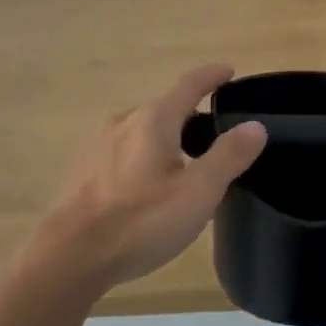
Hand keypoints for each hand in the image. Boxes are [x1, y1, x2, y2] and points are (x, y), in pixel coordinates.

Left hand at [30, 64, 266, 291]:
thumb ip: (228, 156)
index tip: (228, 70)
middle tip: (213, 134)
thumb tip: (255, 126)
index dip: (211, 76)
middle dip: (189, 116)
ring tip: (182, 164)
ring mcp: (97, 145)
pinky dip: (142, 157)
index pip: (188, 85)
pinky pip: (121, 151)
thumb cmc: (141, 221)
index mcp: (153, 120)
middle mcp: (122, 122)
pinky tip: (145, 186)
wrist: (70, 254)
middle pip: (163, 109)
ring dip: (164, 138)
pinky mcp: (82, 170)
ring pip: (140, 131)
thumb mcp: (198, 192)